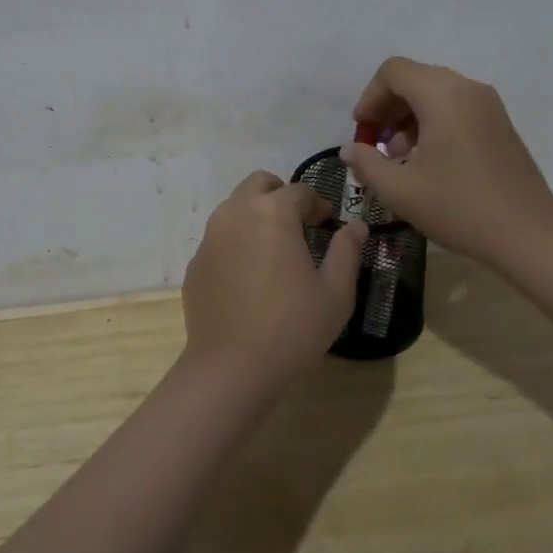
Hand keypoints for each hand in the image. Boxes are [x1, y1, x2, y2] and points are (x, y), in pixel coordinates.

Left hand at [181, 171, 366, 390]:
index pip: (298, 190)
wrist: (231, 368)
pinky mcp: (196, 262)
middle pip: (259, 184)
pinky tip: (249, 278)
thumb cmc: (292, 327)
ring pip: (235, 207)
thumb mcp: (335, 293)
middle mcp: (236, 213)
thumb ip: (347, 251)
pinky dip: (237, 243)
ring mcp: (210, 237)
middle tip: (299, 224)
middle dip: (281, 195)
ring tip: (274, 250)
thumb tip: (356, 226)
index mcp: (272, 213)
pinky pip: (220, 238)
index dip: (317, 203)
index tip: (327, 222)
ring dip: (256, 215)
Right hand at [340, 57, 552, 270]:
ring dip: (410, 115)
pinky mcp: (500, 123)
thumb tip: (350, 150)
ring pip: (436, 92)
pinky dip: (434, 121)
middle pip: (415, 78)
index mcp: (442, 95)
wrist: (529, 234)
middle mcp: (467, 88)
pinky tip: (429, 160)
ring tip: (401, 155)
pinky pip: (457, 106)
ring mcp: (488, 104)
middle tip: (377, 143)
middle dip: (389, 106)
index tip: (363, 131)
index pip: (394, 71)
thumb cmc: (459, 207)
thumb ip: (367, 163)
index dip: (370, 97)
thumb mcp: (400, 190)